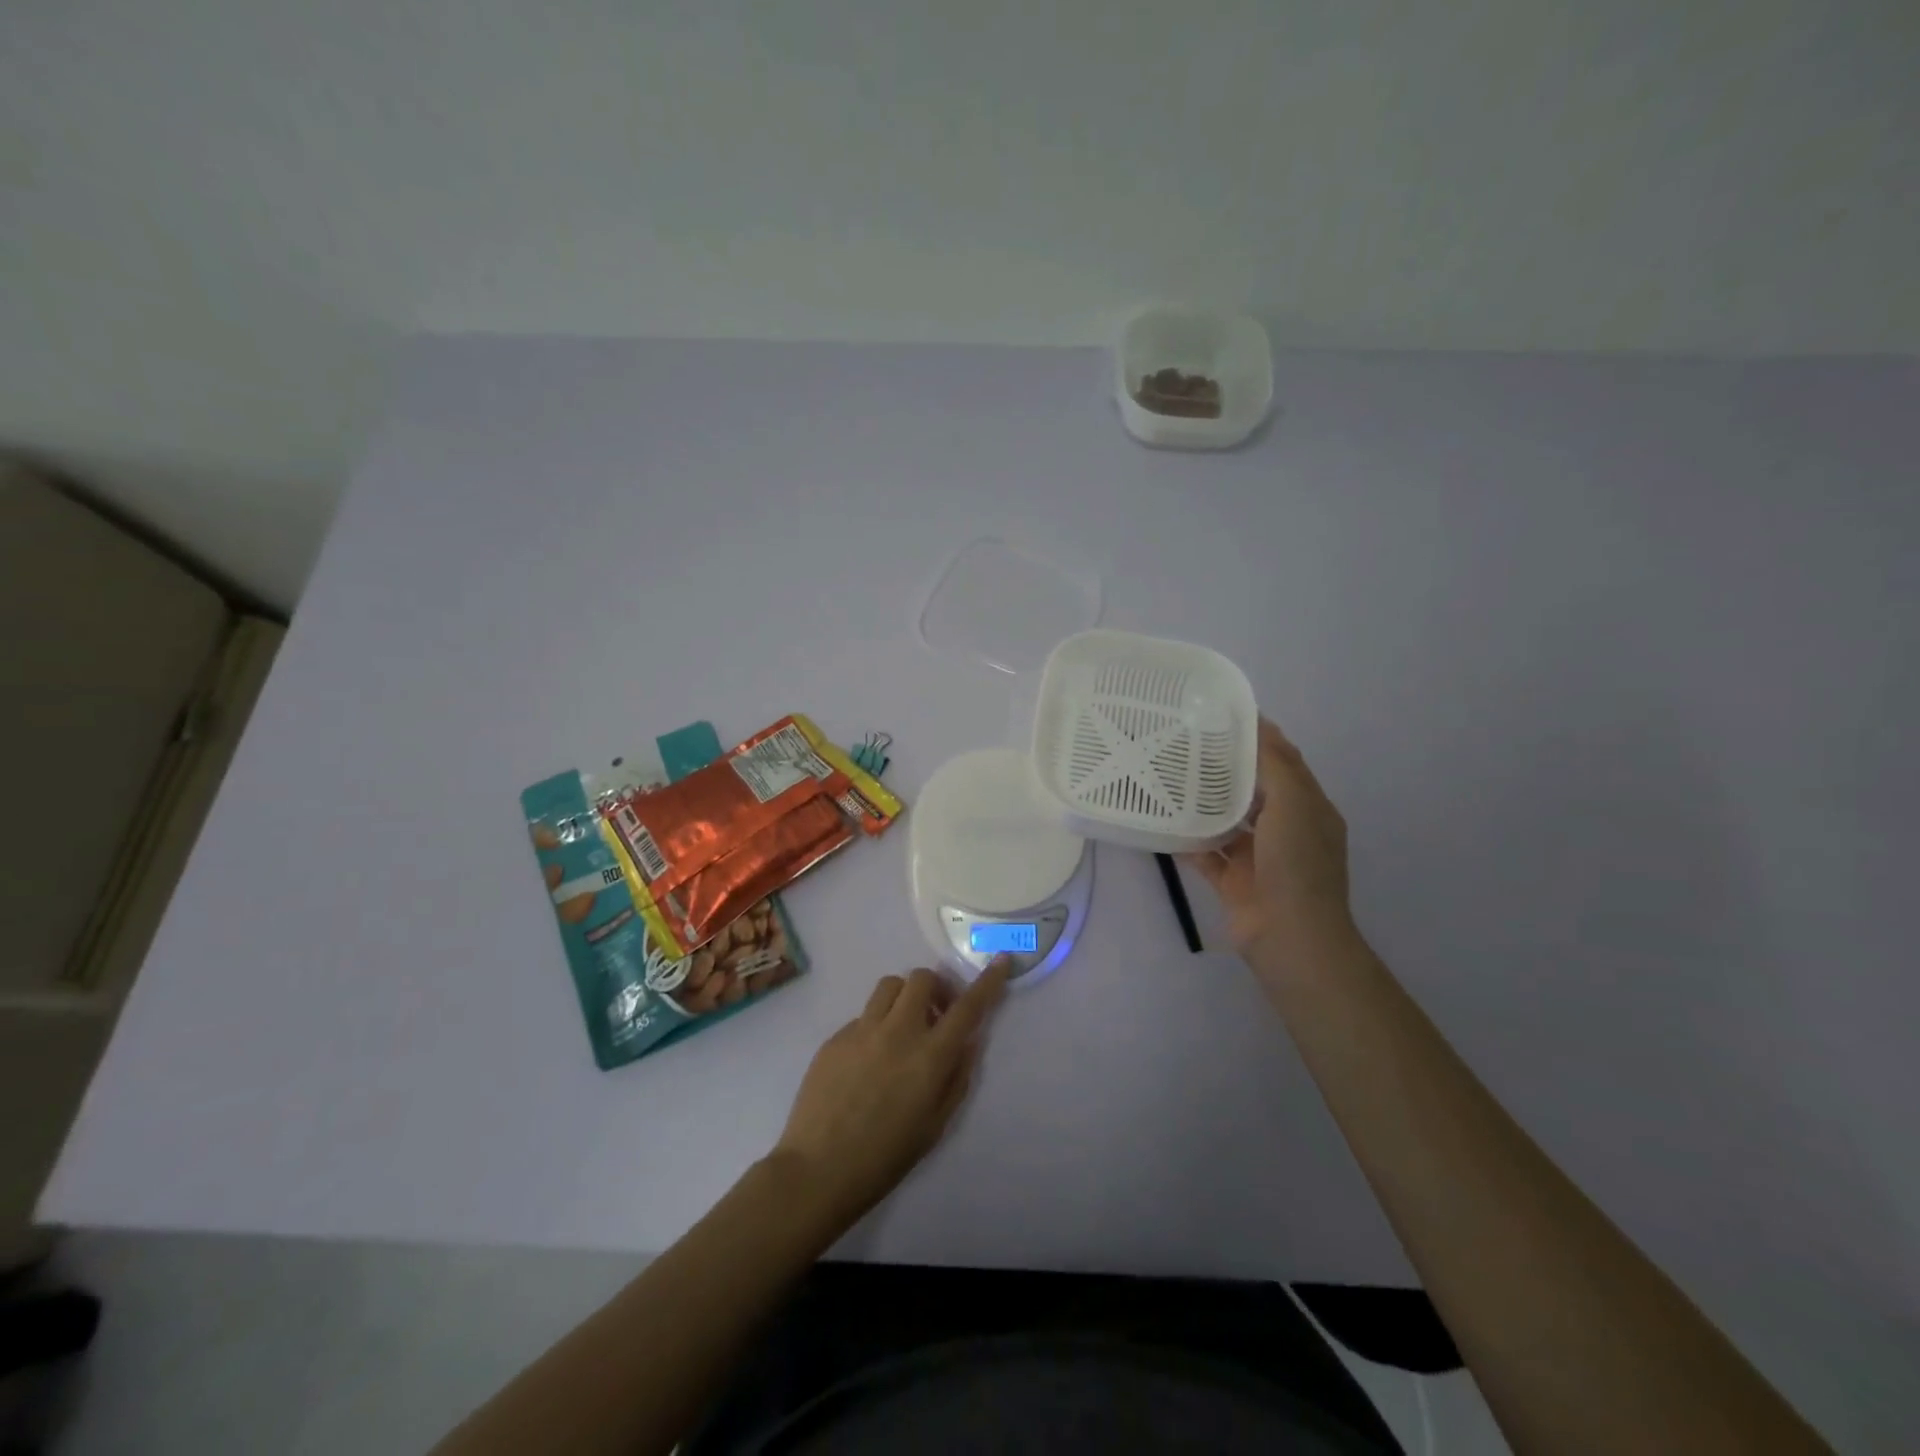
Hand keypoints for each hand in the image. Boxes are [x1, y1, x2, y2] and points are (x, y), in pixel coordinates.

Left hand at [771, 959, 1013, 1226]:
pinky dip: (876, 1026)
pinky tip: (869, 1061)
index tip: (1001, 960)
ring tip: (903, 1028)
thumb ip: (957, 1077)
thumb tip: (969, 1041)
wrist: (818, 1170)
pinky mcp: (835, 1037)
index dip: (988, 981)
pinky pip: (863, 1015)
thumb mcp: (935, 1125)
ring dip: (905, 998)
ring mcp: (862, 1030)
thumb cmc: (886, 1157)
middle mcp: (898, 1031)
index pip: (968, 1007)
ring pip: (890, 986)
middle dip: (936, 988)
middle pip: (922, 978)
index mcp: (929, 1056)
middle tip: (937, 1015)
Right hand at [1182, 719, 1356, 970]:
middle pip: (1251, 789)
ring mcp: (1256, 857)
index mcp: (1308, 808)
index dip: (1259, 736)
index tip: (1223, 714)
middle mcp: (1284, 829)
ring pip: (1226, 821)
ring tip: (1169, 775)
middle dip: (1224, 768)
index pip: (1283, 762)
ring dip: (1203, 802)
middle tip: (1186, 742)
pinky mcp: (1231, 880)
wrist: (1289, 935)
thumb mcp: (1295, 804)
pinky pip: (1204, 853)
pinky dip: (1186, 840)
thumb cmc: (1297, 863)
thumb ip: (1275, 765)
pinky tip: (1161, 821)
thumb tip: (1258, 725)